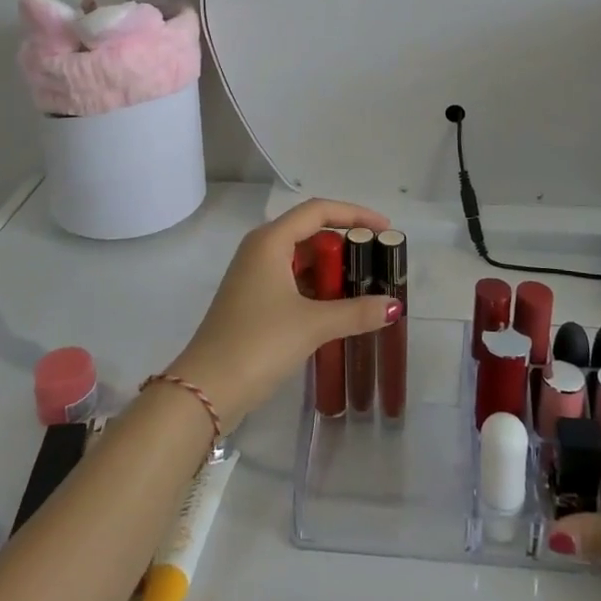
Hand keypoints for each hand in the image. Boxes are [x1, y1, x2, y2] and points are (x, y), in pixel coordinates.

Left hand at [167, 199, 400, 430]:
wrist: (206, 389)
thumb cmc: (259, 343)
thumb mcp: (312, 325)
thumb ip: (356, 312)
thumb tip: (394, 306)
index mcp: (270, 240)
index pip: (318, 211)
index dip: (354, 214)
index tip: (384, 228)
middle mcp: (260, 249)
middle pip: (309, 232)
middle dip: (345, 244)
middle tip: (378, 261)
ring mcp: (253, 275)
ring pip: (300, 259)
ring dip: (331, 269)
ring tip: (365, 284)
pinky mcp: (252, 300)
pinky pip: (292, 280)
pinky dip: (316, 287)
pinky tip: (338, 307)